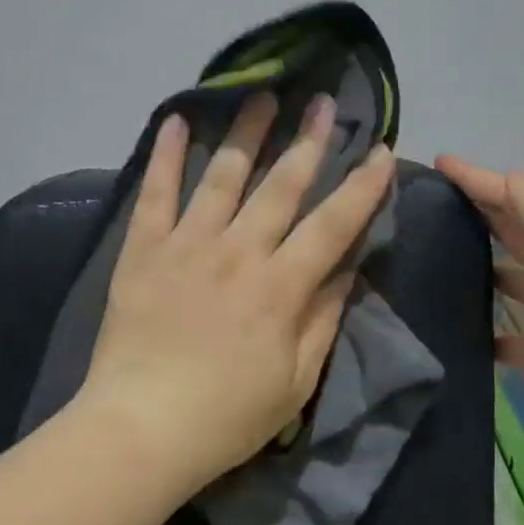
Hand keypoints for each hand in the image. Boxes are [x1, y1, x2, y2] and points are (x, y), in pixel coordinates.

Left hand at [84, 92, 395, 492]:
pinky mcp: (145, 250)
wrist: (140, 430)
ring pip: (224, 175)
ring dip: (248, 132)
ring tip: (264, 94)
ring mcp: (188, 245)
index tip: (382, 151)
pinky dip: (167, 156)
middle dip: (310, 141)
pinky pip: (156, 193)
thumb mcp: (296, 380)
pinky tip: (178, 120)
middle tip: (326, 102)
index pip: (333, 224)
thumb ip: (323, 318)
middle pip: (282, 185)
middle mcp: (239, 252)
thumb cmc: (227, 416)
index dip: (362, 187)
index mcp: (281, 286)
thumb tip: (346, 268)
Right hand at [434, 156, 523, 411]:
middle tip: (436, 206)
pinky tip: (475, 339)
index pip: (518, 194)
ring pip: (522, 279)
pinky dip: (502, 334)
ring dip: (490, 270)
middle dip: (483, 213)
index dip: (479, 177)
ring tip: (446, 267)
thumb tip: (508, 177)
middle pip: (520, 231)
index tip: (440, 163)